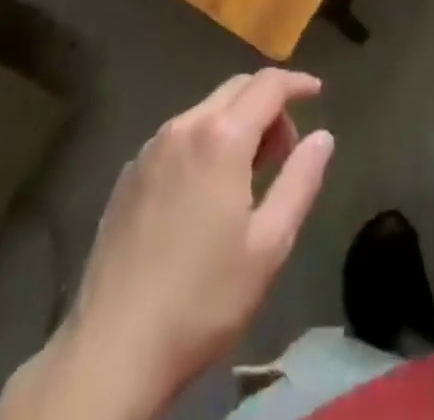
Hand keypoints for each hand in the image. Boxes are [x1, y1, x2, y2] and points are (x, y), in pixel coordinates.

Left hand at [42, 69, 334, 418]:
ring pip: (205, 111)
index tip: (317, 92)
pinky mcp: (128, 175)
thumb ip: (301, 180)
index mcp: (221, 137)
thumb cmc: (202, 299)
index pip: (268, 84)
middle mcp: (183, 127)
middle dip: (269, 104)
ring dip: (236, 123)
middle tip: (286, 149)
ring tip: (249, 175)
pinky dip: (205, 142)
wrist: (110, 351)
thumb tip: (323, 137)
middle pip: (236, 89)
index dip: (297, 82)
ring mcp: (150, 149)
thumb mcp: (270, 245)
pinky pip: (178, 137)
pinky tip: (206, 192)